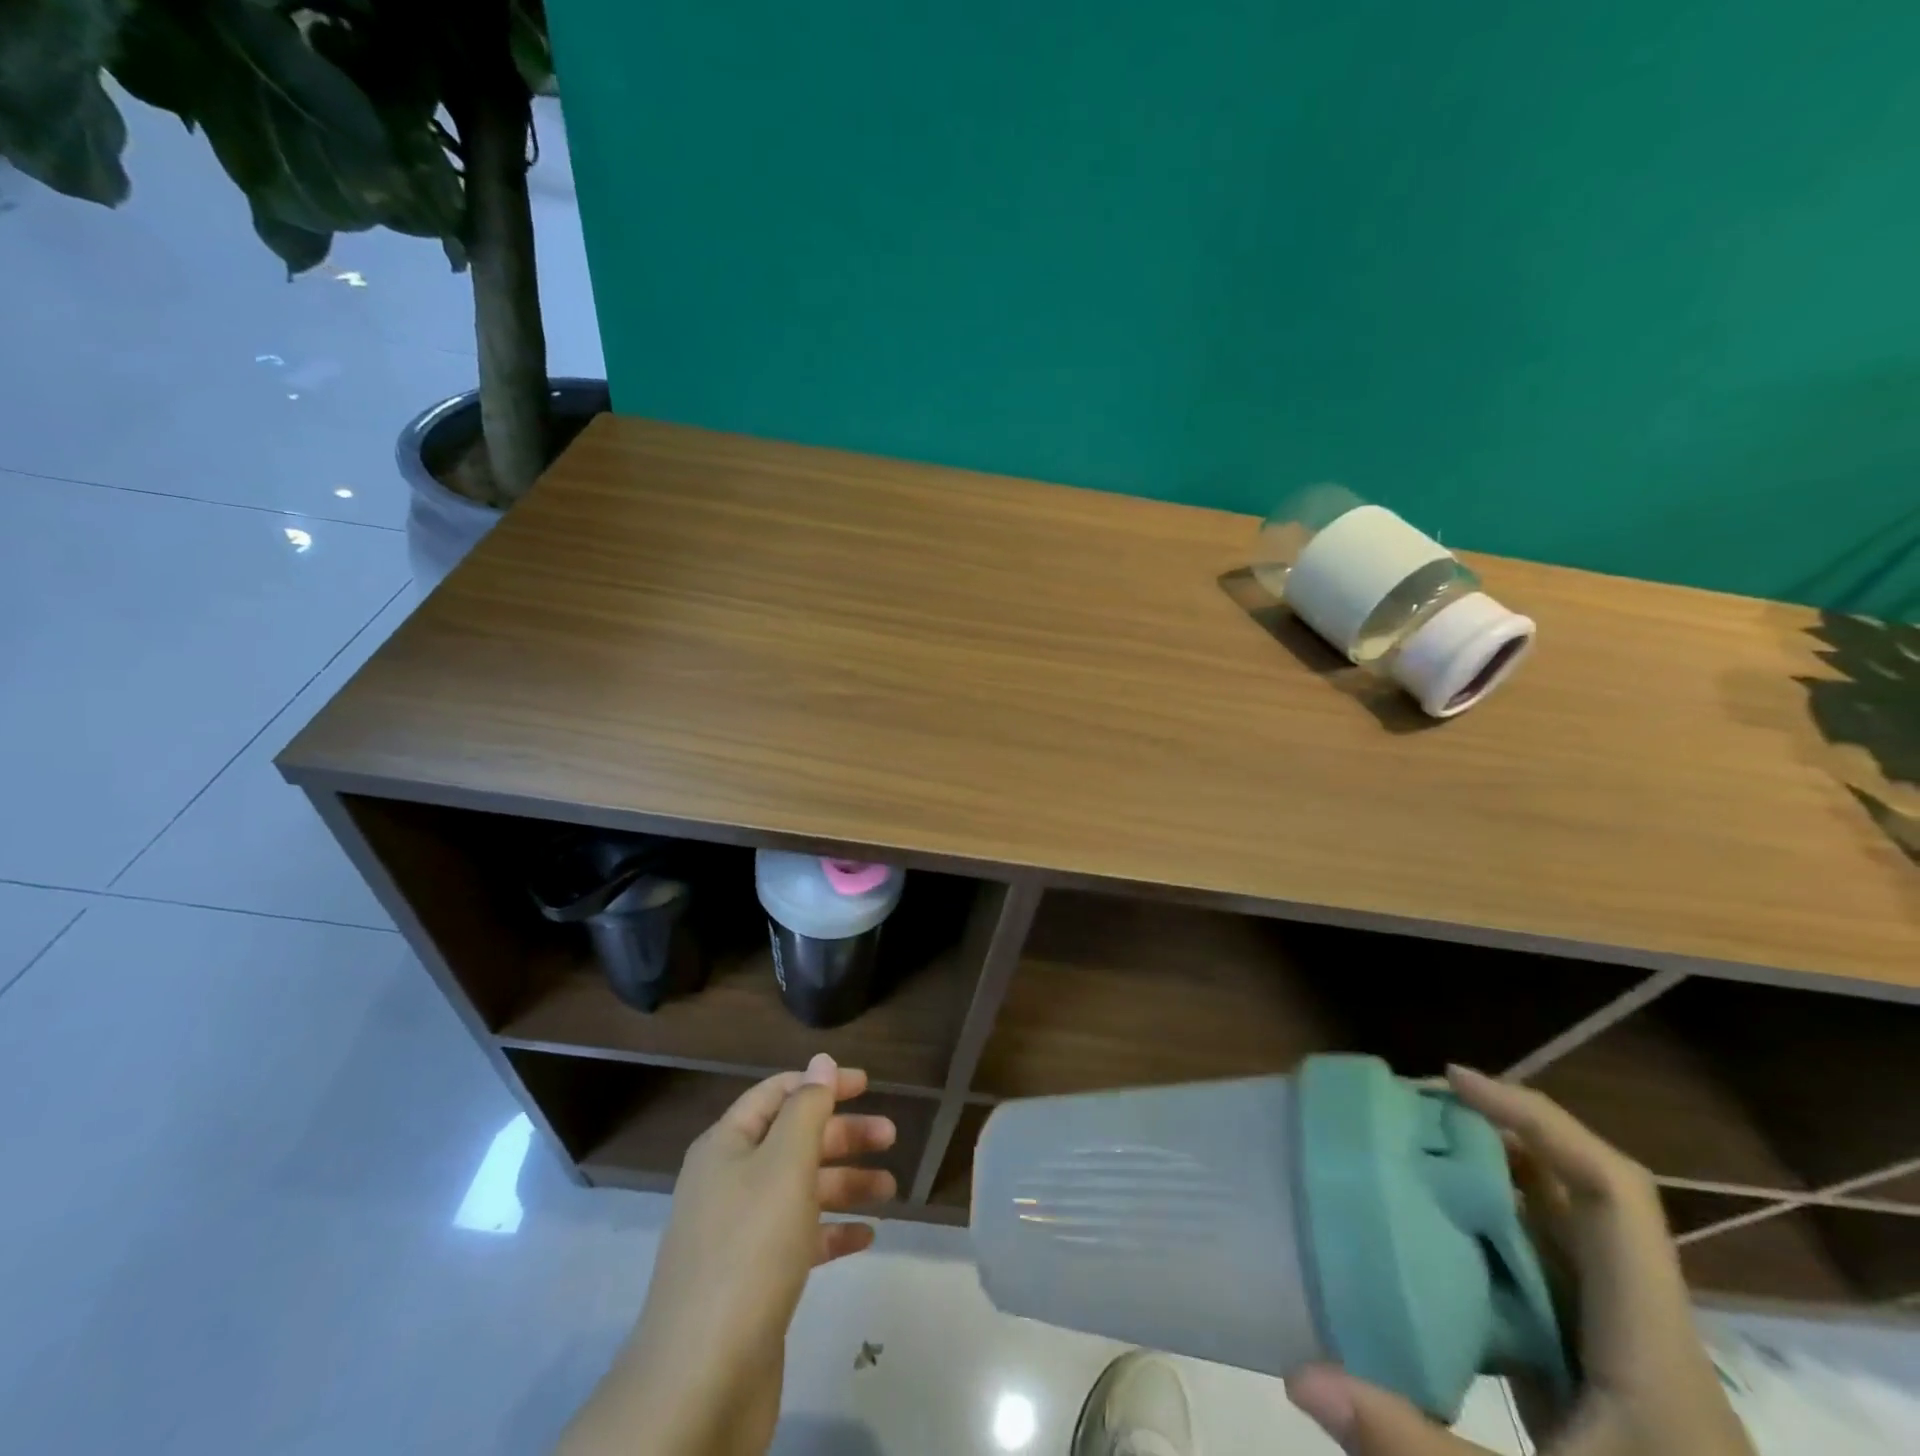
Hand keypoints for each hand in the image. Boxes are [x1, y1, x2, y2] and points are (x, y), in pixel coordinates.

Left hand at [557, 1053, 896, 1455]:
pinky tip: (867, 1236)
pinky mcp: (753, 1281)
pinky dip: (832, 1232)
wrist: (701, 1380)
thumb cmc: (749, 1249)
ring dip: (845, 1183)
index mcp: (727, 1146)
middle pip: (793, 1141)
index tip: (867, 1085)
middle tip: (891, 1136)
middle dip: (842, 1135)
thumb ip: (808, 1108)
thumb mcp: (785, 1164)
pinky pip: (799, 1239)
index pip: (777, 1094)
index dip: (820, 1084)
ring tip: (890, 1188)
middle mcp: (729, 1182)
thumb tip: (821, 1061)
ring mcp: (739, 1234)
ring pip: (800, 1190)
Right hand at [1284, 1066, 1754, 1455]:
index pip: (1613, 1196)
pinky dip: (1484, 1249)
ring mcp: (1624, 1368)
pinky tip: (1425, 1252)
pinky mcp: (1598, 1395)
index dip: (1537, 1121)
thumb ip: (1413, 1449)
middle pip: (1584, 1202)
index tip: (1453, 1081)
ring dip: (1490, 1189)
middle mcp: (1646, 1340)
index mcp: (1653, 1353)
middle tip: (1410, 1111)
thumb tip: (1298, 1373)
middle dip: (1499, 1139)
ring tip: (1408, 1158)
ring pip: (1562, 1243)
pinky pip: (1541, 1289)